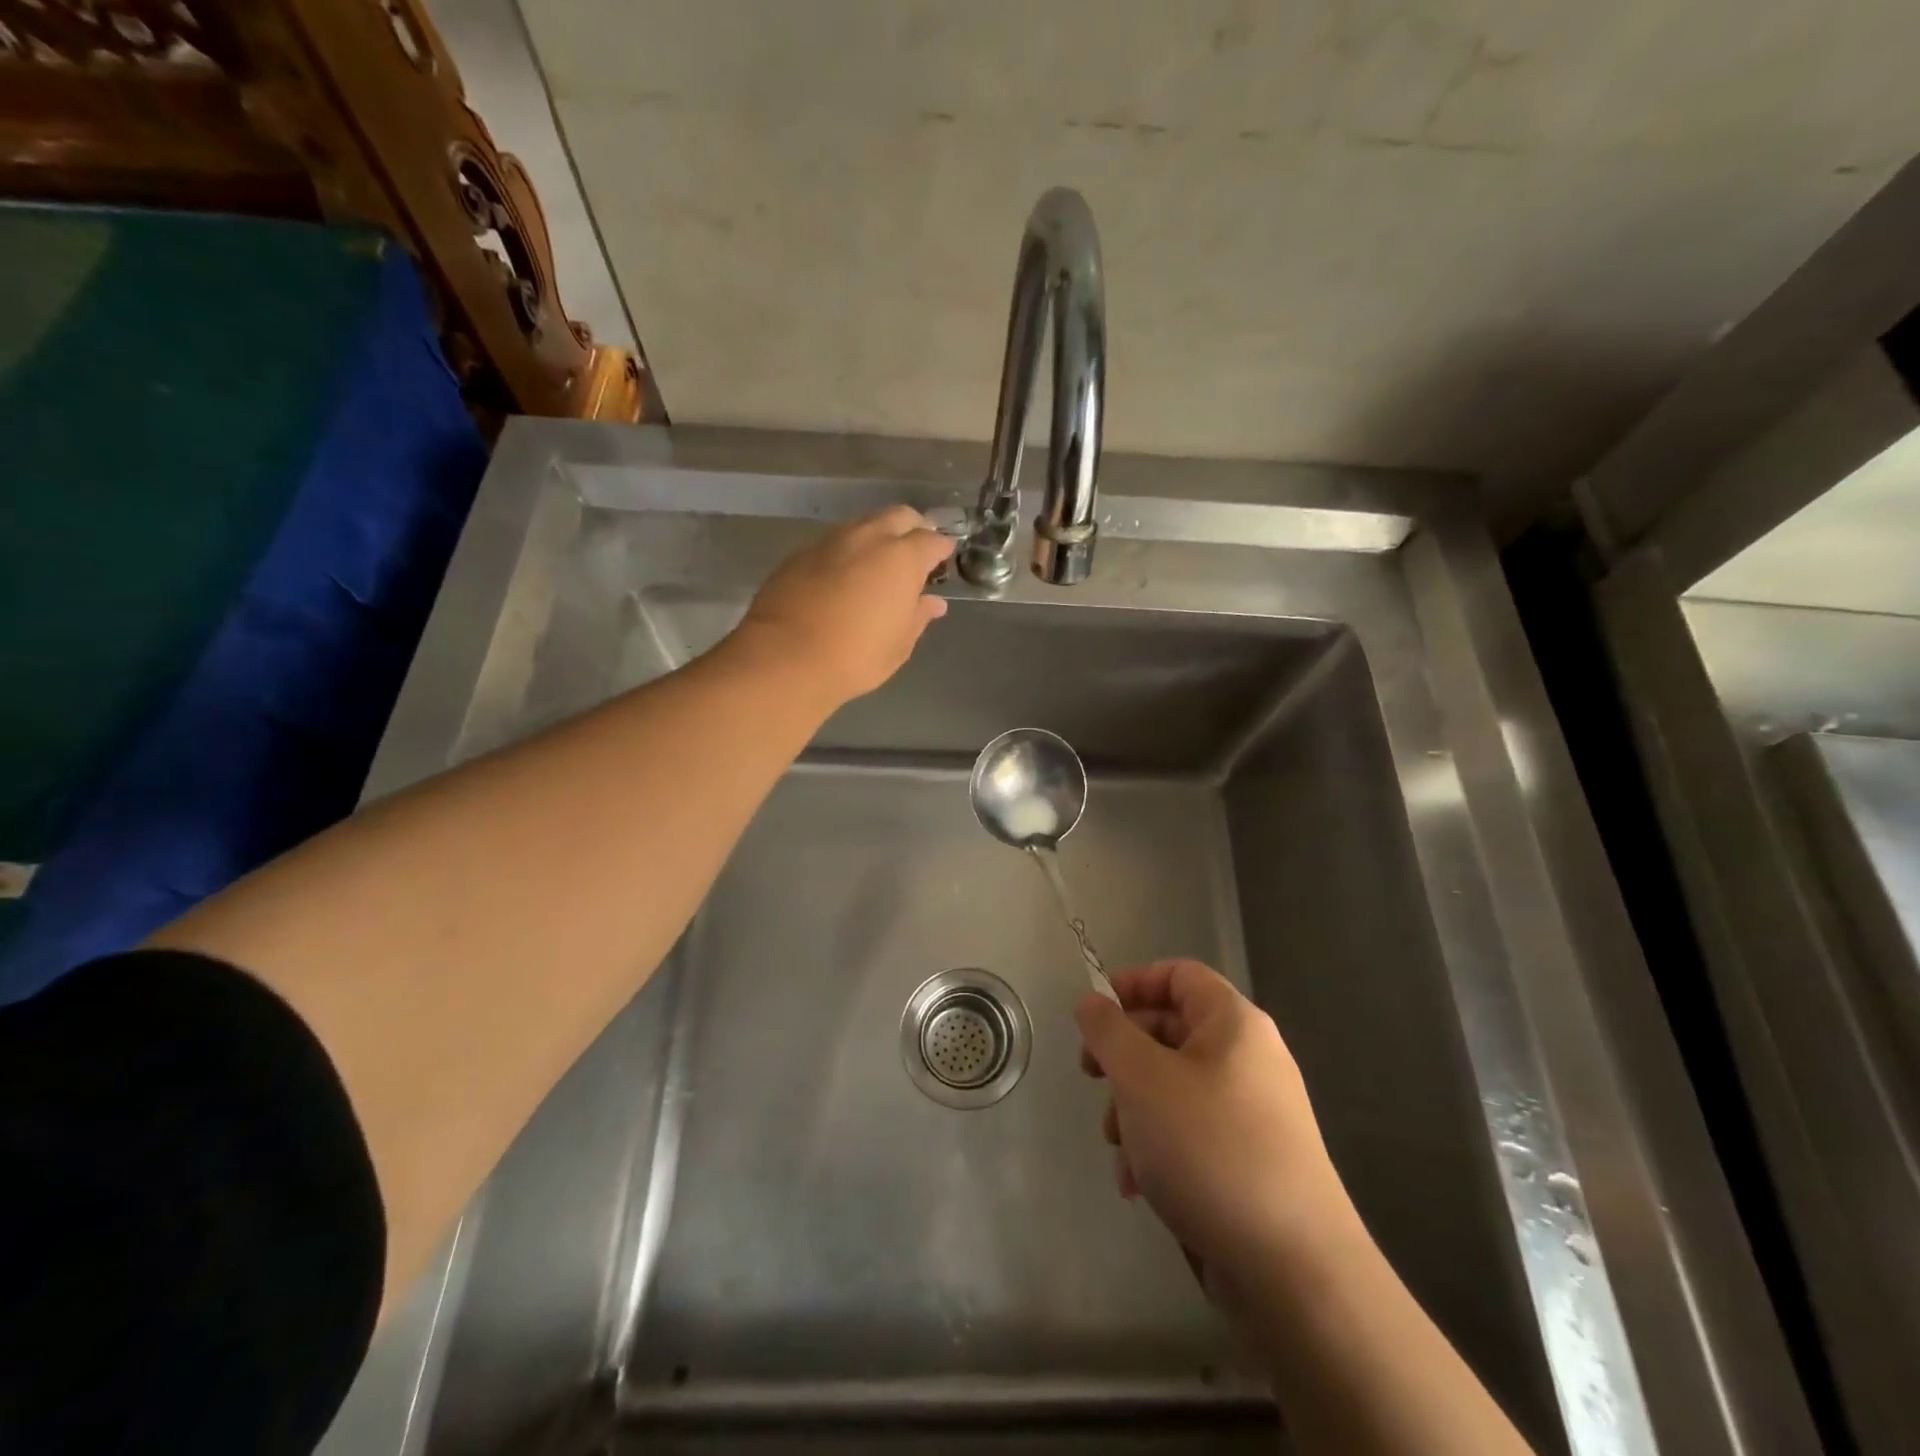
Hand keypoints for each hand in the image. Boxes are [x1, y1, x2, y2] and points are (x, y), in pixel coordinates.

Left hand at [729, 506, 954, 706]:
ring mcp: (831, 541)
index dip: (941, 549)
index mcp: (902, 558)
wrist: (786, 657)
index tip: (944, 559)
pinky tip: (843, 574)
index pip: (932, 540)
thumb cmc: (856, 656)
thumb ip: (918, 616)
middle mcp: (868, 538)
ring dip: (877, 535)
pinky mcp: (800, 554)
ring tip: (879, 561)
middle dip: (913, 527)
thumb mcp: (899, 644)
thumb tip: (933, 602)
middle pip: (899, 516)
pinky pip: (833, 542)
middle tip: (915, 551)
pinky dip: (847, 551)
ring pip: (863, 524)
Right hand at [1076, 959, 1354, 1286]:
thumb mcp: (1142, 1079)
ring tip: (1118, 1148)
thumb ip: (1108, 1031)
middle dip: (1123, 1056)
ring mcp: (1252, 1112)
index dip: (1132, 983)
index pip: (1179, 974)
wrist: (1294, 1272)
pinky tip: (1137, 1185)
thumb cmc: (1210, 1149)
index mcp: (1233, 1024)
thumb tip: (1090, 1001)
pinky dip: (1158, 1146)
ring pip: (1173, 1086)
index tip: (1092, 1012)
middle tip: (1090, 1078)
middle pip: (1171, 1030)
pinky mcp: (1249, 1160)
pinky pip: (1191, 1131)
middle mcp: (1248, 1058)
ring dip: (1133, 1109)